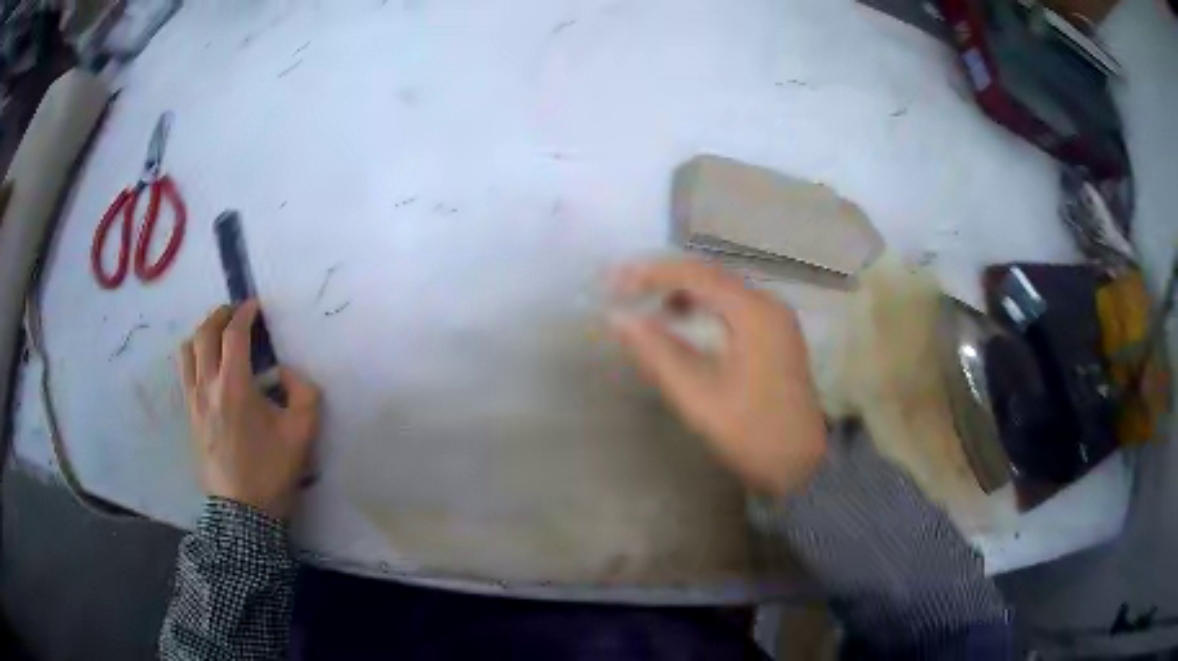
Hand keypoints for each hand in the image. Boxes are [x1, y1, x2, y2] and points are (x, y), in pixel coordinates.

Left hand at [179, 302, 321, 519]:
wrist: (243, 513)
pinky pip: (184, 372)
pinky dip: (194, 356)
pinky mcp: (189, 415)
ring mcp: (193, 401)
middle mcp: (207, 385)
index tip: (256, 306)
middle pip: (204, 333)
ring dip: (202, 333)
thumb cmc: (271, 471)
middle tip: (236, 313)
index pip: (234, 334)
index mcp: (234, 386)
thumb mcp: (303, 433)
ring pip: (187, 350)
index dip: (245, 313)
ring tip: (217, 335)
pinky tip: (207, 365)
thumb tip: (283, 372)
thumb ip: (303, 392)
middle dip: (220, 315)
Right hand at [609, 260, 826, 496]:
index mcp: (754, 313)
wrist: (802, 465)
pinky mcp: (776, 335)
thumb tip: (618, 319)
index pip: (695, 274)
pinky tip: (682, 322)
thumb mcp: (698, 396)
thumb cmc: (752, 433)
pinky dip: (703, 307)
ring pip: (722, 289)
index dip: (651, 273)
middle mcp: (769, 304)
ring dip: (683, 291)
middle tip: (622, 288)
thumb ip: (657, 353)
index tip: (613, 283)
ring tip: (645, 305)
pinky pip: (733, 306)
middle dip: (664, 277)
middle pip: (710, 275)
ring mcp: (776, 318)